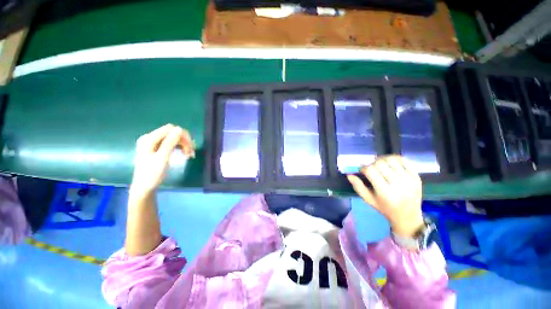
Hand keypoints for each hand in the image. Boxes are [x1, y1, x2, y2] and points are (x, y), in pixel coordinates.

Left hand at [131, 124, 193, 194]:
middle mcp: (150, 138)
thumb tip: (179, 129)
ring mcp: (153, 143)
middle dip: (183, 141)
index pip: (169, 129)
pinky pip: (171, 144)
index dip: (182, 135)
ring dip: (183, 145)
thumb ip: (170, 143)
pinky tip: (184, 154)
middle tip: (191, 153)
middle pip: (172, 133)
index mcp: (149, 139)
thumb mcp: (162, 158)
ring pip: (173, 138)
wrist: (144, 187)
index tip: (191, 147)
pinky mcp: (157, 148)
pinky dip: (179, 147)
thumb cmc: (152, 174)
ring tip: (189, 155)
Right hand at [347, 155, 422, 237]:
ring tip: (380, 164)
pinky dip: (395, 159)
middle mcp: (398, 184)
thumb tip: (349, 175)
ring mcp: (409, 180)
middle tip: (371, 168)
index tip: (362, 171)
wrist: (408, 216)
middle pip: (380, 163)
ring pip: (392, 159)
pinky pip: (404, 160)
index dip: (363, 168)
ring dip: (383, 159)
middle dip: (372, 163)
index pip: (370, 170)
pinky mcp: (417, 176)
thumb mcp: (368, 200)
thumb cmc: (385, 208)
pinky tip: (390, 164)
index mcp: (385, 192)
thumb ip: (358, 186)